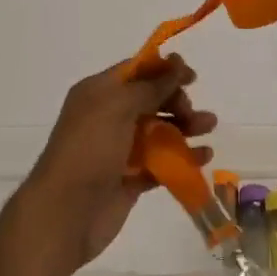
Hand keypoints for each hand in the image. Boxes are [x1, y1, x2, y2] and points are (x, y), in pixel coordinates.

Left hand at [12, 55, 215, 273]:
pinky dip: (181, 158)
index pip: (134, 72)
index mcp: (97, 93)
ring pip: (157, 131)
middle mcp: (106, 118)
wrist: (66, 212)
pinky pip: (160, 162)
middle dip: (175, 101)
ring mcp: (118, 150)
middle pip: (149, 100)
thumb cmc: (90, 150)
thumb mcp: (118, 107)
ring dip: (184, 127)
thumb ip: (150, 86)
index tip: (192, 77)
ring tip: (209, 128)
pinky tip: (203, 157)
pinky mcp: (129, 179)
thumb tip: (176, 63)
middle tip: (191, 113)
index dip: (163, 70)